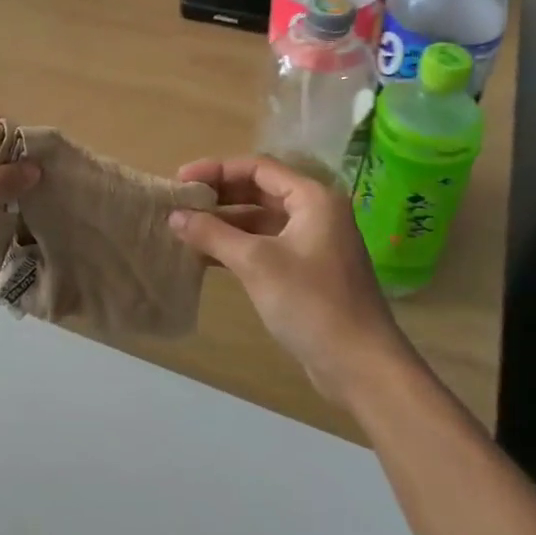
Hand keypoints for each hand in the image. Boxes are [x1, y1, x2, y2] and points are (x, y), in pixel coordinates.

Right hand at [168, 157, 409, 403]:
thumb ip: (213, 234)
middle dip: (219, 196)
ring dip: (224, 224)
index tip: (181, 180)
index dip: (216, 170)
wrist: (360, 366)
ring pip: (260, 221)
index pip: (258, 168)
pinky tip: (205, 257)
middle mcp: (315, 214)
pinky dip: (237, 247)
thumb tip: (175, 215)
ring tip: (185, 229)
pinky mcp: (307, 272)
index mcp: (313, 199)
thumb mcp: (256, 263)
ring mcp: (312, 244)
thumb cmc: (311, 303)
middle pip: (259, 191)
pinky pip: (265, 246)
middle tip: (180, 203)